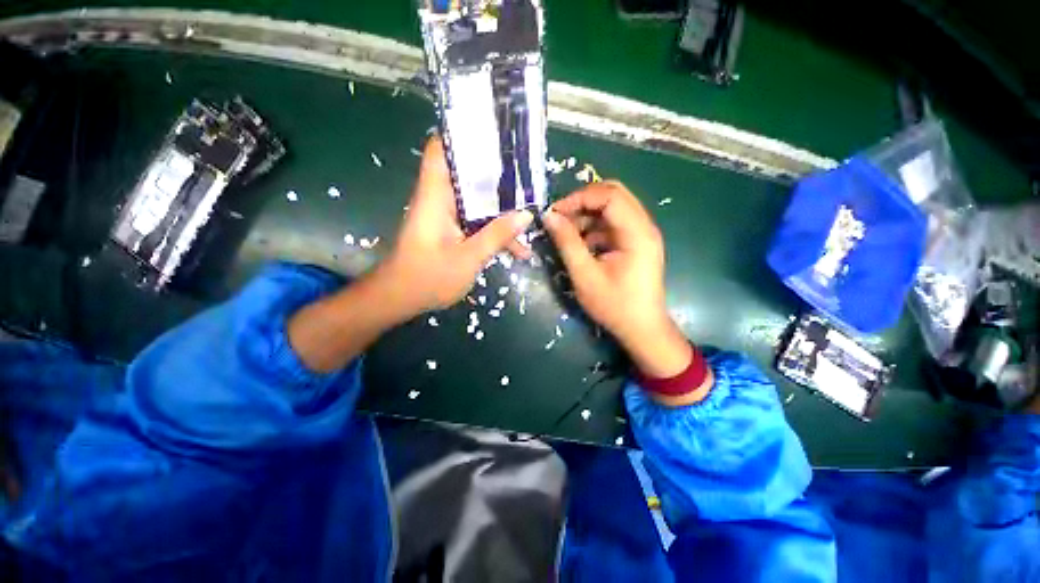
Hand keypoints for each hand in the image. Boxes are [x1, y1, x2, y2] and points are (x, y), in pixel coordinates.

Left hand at [288, 137, 532, 372]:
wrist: (400, 300)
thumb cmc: (427, 278)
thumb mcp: (468, 259)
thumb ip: (497, 235)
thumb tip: (526, 215)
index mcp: (436, 196)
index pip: (442, 149)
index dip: (463, 134)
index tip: (494, 132)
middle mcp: (439, 199)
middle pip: (468, 173)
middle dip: (497, 173)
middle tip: (527, 173)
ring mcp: (446, 215)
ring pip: (477, 201)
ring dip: (501, 208)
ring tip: (530, 212)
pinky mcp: (450, 230)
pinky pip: (476, 221)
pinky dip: (494, 229)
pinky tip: (517, 246)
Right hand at [544, 181, 704, 401]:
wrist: (641, 329)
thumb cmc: (614, 305)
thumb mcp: (584, 275)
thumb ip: (567, 243)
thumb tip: (549, 216)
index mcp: (637, 233)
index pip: (609, 196)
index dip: (579, 198)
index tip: (555, 212)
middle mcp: (644, 226)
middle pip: (614, 195)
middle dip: (583, 202)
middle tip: (560, 217)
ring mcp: (641, 234)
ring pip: (612, 208)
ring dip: (587, 215)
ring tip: (566, 233)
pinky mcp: (635, 243)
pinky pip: (613, 224)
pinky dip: (594, 227)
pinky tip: (580, 244)